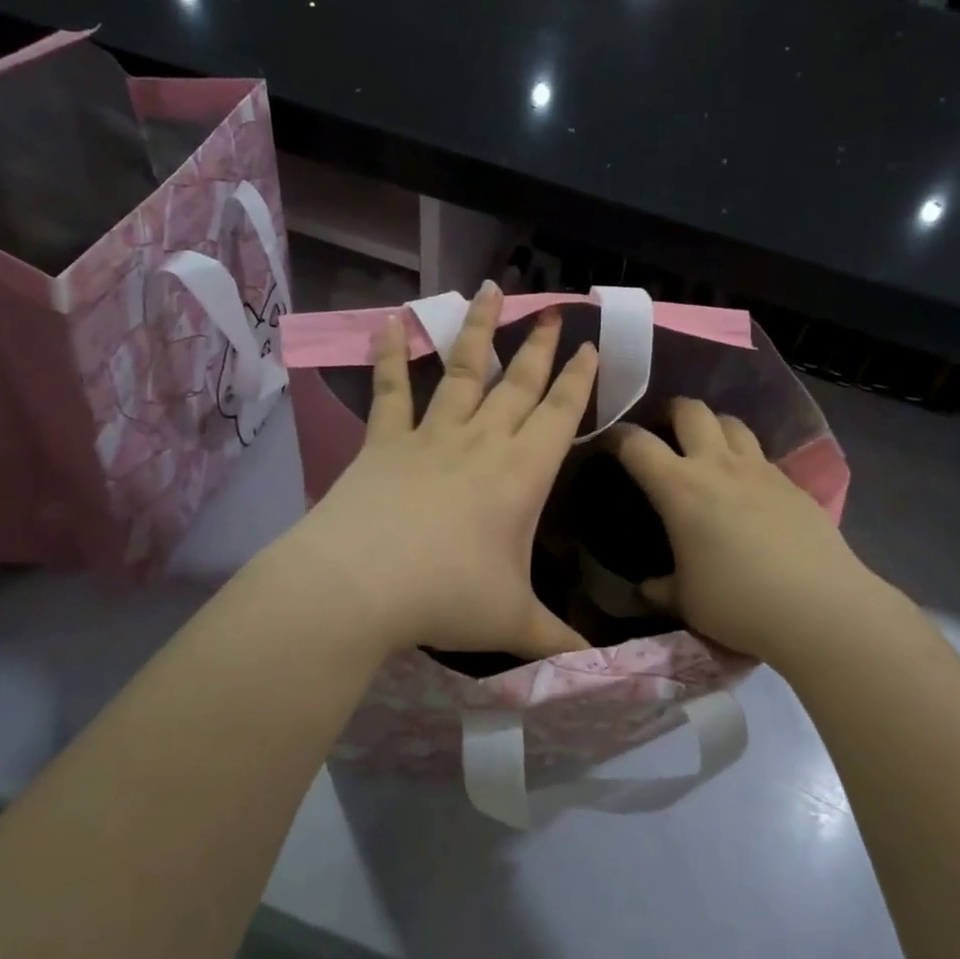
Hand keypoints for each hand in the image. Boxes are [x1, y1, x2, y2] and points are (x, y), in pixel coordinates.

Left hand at [279, 282, 598, 661]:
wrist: (361, 586)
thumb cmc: (448, 597)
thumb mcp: (514, 624)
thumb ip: (558, 641)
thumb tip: (598, 668)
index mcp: (523, 474)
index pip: (562, 415)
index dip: (579, 380)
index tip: (590, 346)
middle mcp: (483, 442)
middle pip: (518, 384)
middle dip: (540, 347)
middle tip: (554, 312)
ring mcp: (431, 436)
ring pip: (461, 371)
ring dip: (478, 330)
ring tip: (491, 290)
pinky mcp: (384, 442)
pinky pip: (389, 391)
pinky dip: (388, 354)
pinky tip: (388, 320)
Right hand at [609, 399, 875, 666]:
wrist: (820, 607)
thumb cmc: (739, 603)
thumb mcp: (686, 601)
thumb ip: (660, 589)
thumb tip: (646, 588)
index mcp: (680, 488)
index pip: (637, 444)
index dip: (617, 436)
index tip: (609, 443)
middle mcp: (719, 466)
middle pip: (691, 410)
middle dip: (670, 412)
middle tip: (663, 431)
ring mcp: (761, 470)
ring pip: (732, 422)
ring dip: (713, 427)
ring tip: (707, 448)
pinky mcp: (793, 483)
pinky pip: (762, 454)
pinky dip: (746, 458)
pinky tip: (747, 487)